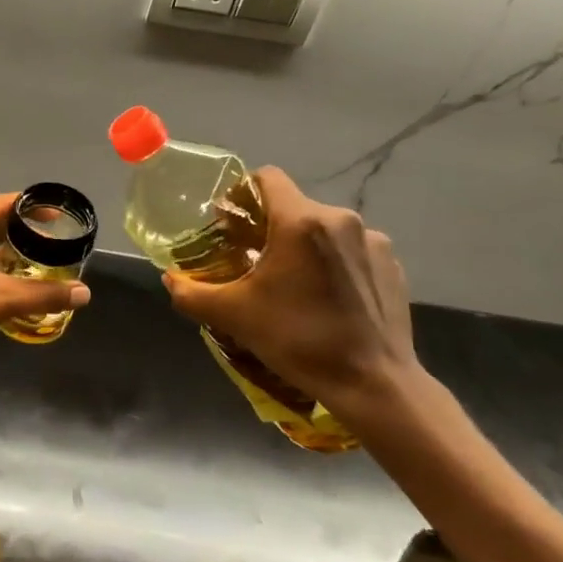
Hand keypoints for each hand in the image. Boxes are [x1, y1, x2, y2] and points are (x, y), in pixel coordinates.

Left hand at [0, 194, 89, 370]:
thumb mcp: (1, 300)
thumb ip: (44, 293)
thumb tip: (85, 293)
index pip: (0, 204)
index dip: (30, 207)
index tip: (57, 215)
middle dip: (19, 234)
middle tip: (50, 243)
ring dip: (2, 256)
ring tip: (32, 267)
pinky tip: (4, 290)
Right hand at [162, 168, 428, 432]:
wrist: (374, 384)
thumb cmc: (299, 340)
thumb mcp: (234, 316)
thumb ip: (191, 292)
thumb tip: (169, 279)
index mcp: (301, 221)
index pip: (267, 177)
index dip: (243, 194)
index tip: (231, 225)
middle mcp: (341, 219)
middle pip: (293, 206)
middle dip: (269, 227)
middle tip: (252, 260)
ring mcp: (373, 242)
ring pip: (323, 229)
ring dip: (303, 246)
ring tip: (291, 283)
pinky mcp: (393, 265)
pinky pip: (351, 251)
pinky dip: (333, 264)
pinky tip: (325, 298)